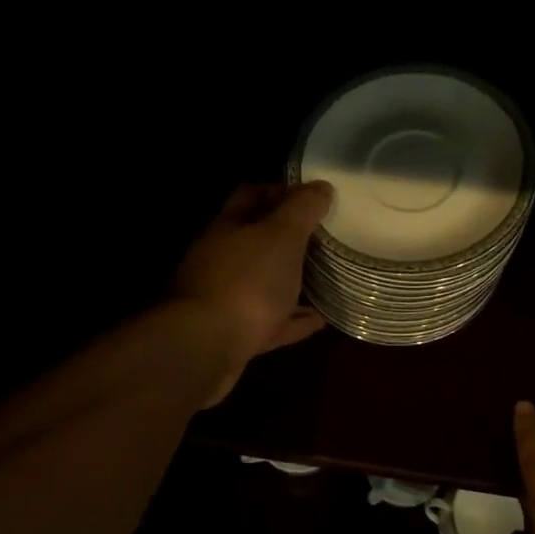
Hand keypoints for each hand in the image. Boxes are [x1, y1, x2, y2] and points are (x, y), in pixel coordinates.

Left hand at [172, 181, 333, 405]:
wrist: (206, 346)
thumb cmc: (246, 280)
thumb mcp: (281, 235)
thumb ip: (302, 209)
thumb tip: (321, 186)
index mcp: (229, 227)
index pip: (252, 195)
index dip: (281, 191)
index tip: (314, 196)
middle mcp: (223, 259)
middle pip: (257, 241)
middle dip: (289, 237)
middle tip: (325, 237)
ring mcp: (227, 299)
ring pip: (264, 283)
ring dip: (293, 280)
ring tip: (327, 278)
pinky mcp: (236, 335)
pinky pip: (272, 322)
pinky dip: (294, 319)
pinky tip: (319, 320)